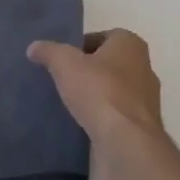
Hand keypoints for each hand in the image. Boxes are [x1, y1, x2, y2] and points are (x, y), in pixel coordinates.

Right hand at [28, 30, 171, 179]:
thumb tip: (34, 47)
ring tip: (67, 102)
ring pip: (113, 90)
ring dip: (94, 95)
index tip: (61, 60)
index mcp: (131, 45)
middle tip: (62, 79)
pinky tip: (80, 123)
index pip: (102, 37)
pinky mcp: (141, 126)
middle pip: (109, 64)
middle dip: (87, 70)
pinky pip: (116, 114)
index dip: (80, 46)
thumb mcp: (65, 63)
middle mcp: (144, 68)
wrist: (126, 143)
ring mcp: (146, 100)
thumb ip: (49, 51)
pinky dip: (100, 116)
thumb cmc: (99, 91)